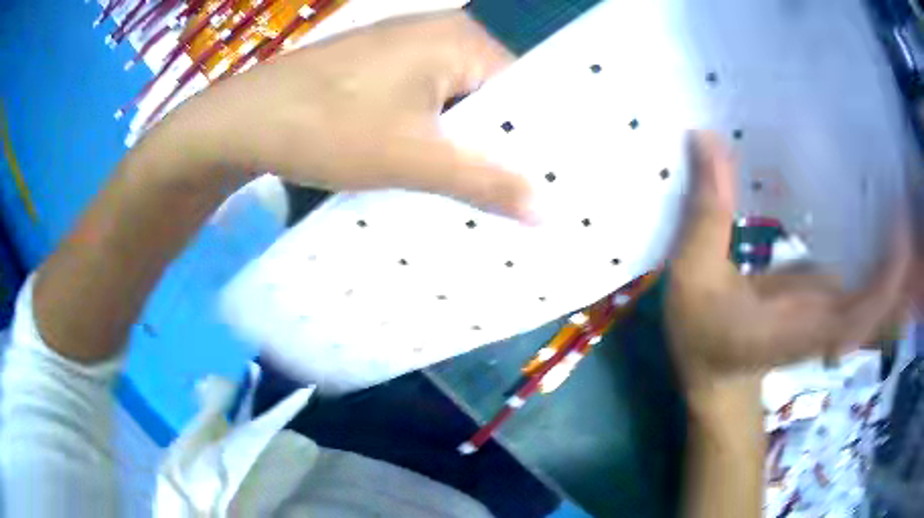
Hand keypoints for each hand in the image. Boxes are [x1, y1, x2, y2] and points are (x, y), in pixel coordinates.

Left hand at [163, 11, 535, 221]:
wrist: (243, 121)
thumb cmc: (327, 127)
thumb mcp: (412, 159)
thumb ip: (485, 181)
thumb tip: (549, 211)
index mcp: (460, 39)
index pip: (524, 89)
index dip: (535, 138)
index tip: (550, 184)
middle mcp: (438, 33)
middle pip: (489, 94)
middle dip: (498, 144)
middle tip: (523, 198)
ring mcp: (403, 47)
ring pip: (455, 100)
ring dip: (463, 143)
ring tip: (485, 192)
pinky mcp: (377, 66)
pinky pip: (424, 100)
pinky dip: (433, 133)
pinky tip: (434, 166)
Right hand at [666, 132, 910, 396]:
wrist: (714, 379)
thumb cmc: (702, 339)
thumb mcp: (694, 278)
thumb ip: (708, 215)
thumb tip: (708, 139)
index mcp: (804, 326)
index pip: (865, 310)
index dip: (891, 276)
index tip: (901, 222)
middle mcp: (831, 319)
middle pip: (885, 298)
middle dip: (903, 253)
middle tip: (901, 183)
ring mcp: (833, 309)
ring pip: (879, 284)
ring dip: (892, 244)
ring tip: (889, 182)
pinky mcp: (829, 298)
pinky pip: (864, 273)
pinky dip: (876, 244)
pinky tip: (866, 200)